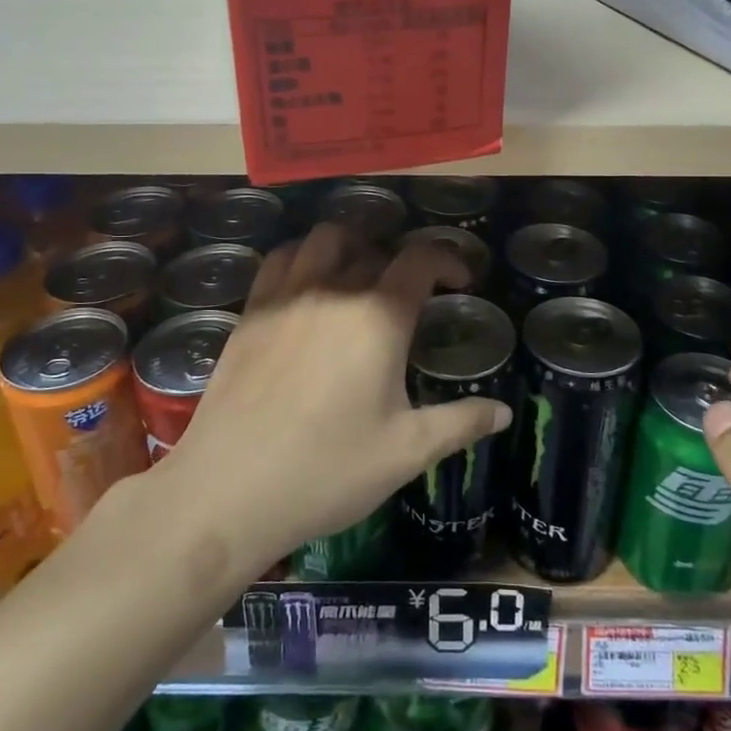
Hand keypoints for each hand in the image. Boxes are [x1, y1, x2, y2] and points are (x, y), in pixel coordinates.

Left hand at [160, 222, 512, 571]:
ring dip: (351, 246)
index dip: (448, 260)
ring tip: (360, 275)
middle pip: (374, 248)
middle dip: (402, 261)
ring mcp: (284, 297)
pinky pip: (280, 260)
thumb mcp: (406, 452)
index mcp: (377, 317)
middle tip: (411, 294)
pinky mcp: (249, 312)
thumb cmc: (327, 471)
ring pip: (323, 240)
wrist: (228, 491)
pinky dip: (303, 257)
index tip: (461, 281)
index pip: (420, 259)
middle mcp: (332, 290)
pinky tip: (308, 287)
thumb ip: (460, 423)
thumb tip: (503, 413)